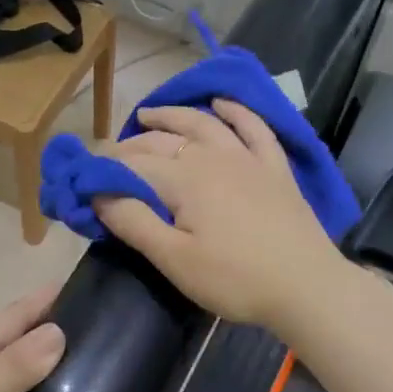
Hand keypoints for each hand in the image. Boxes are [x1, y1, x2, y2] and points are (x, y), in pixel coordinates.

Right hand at [94, 100, 349, 333]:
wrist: (307, 287)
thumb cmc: (234, 280)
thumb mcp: (174, 259)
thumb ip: (133, 222)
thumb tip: (97, 193)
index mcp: (184, 178)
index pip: (134, 164)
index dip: (106, 169)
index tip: (85, 178)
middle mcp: (213, 156)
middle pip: (164, 140)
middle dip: (132, 145)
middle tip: (111, 157)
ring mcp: (248, 158)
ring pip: (204, 124)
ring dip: (174, 115)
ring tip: (150, 114)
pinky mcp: (275, 168)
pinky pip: (254, 128)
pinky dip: (236, 111)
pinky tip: (223, 103)